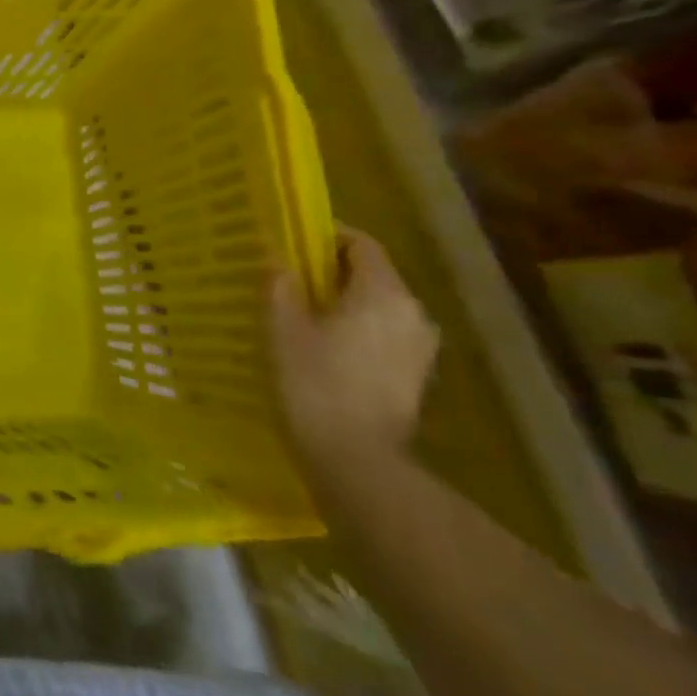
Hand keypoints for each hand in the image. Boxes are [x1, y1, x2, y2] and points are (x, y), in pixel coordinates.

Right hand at [267, 227, 438, 475]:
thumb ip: (280, 284)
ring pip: (379, 306)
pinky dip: (357, 330)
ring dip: (344, 302)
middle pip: (373, 274)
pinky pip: (384, 334)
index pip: (362, 244)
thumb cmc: (314, 383)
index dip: (327, 236)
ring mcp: (420, 347)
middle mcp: (413, 313)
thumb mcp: (282, 327)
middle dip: (332, 271)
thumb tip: (276, 256)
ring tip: (302, 314)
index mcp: (383, 293)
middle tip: (289, 279)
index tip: (293, 241)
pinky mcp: (415, 376)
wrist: (357, 459)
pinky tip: (324, 348)